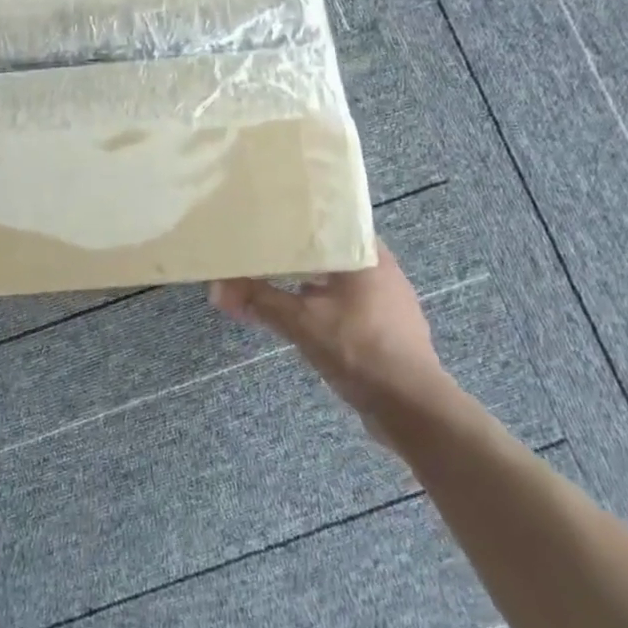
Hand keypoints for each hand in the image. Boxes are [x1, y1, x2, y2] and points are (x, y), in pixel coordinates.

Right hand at [209, 242, 461, 435]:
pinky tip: (296, 313)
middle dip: (293, 254)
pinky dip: (320, 303)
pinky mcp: (385, 327)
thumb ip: (259, 300)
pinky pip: (345, 303)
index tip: (264, 220)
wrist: (411, 407)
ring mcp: (387, 300)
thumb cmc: (359, 350)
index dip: (294, 220)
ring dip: (305, 281)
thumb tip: (216, 289)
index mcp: (367, 255)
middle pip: (329, 251)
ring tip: (268, 280)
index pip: (327, 221)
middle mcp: (381, 269)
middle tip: (257, 250)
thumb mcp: (300, 321)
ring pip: (336, 279)